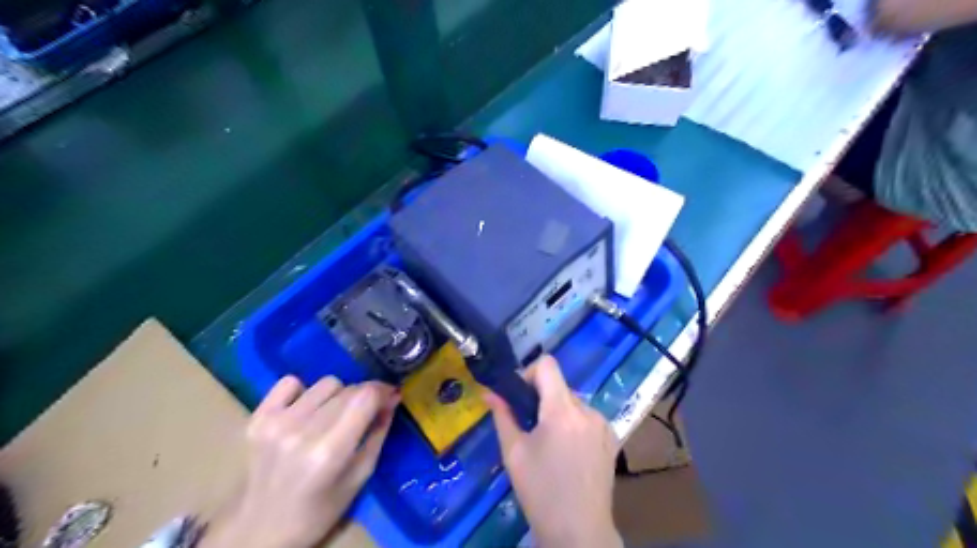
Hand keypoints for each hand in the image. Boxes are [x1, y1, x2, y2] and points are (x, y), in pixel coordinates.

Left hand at [199, 378, 397, 547]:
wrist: (259, 529)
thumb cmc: (319, 511)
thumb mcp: (360, 477)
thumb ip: (377, 434)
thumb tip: (392, 400)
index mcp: (330, 451)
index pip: (366, 397)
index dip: (384, 391)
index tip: (391, 397)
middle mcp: (302, 431)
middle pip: (349, 389)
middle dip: (365, 396)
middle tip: (366, 412)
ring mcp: (276, 422)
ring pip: (326, 383)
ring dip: (338, 395)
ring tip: (333, 416)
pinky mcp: (257, 418)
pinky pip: (290, 382)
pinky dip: (304, 391)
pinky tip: (306, 410)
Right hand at [483, 356, 620, 547]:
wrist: (579, 532)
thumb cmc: (540, 491)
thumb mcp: (514, 452)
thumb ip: (502, 415)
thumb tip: (489, 392)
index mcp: (562, 410)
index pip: (547, 364)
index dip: (529, 373)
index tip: (519, 397)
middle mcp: (587, 410)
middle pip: (559, 385)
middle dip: (541, 398)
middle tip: (529, 426)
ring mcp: (603, 423)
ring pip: (573, 402)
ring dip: (558, 412)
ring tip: (549, 444)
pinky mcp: (612, 437)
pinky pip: (587, 417)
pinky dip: (574, 424)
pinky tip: (568, 452)